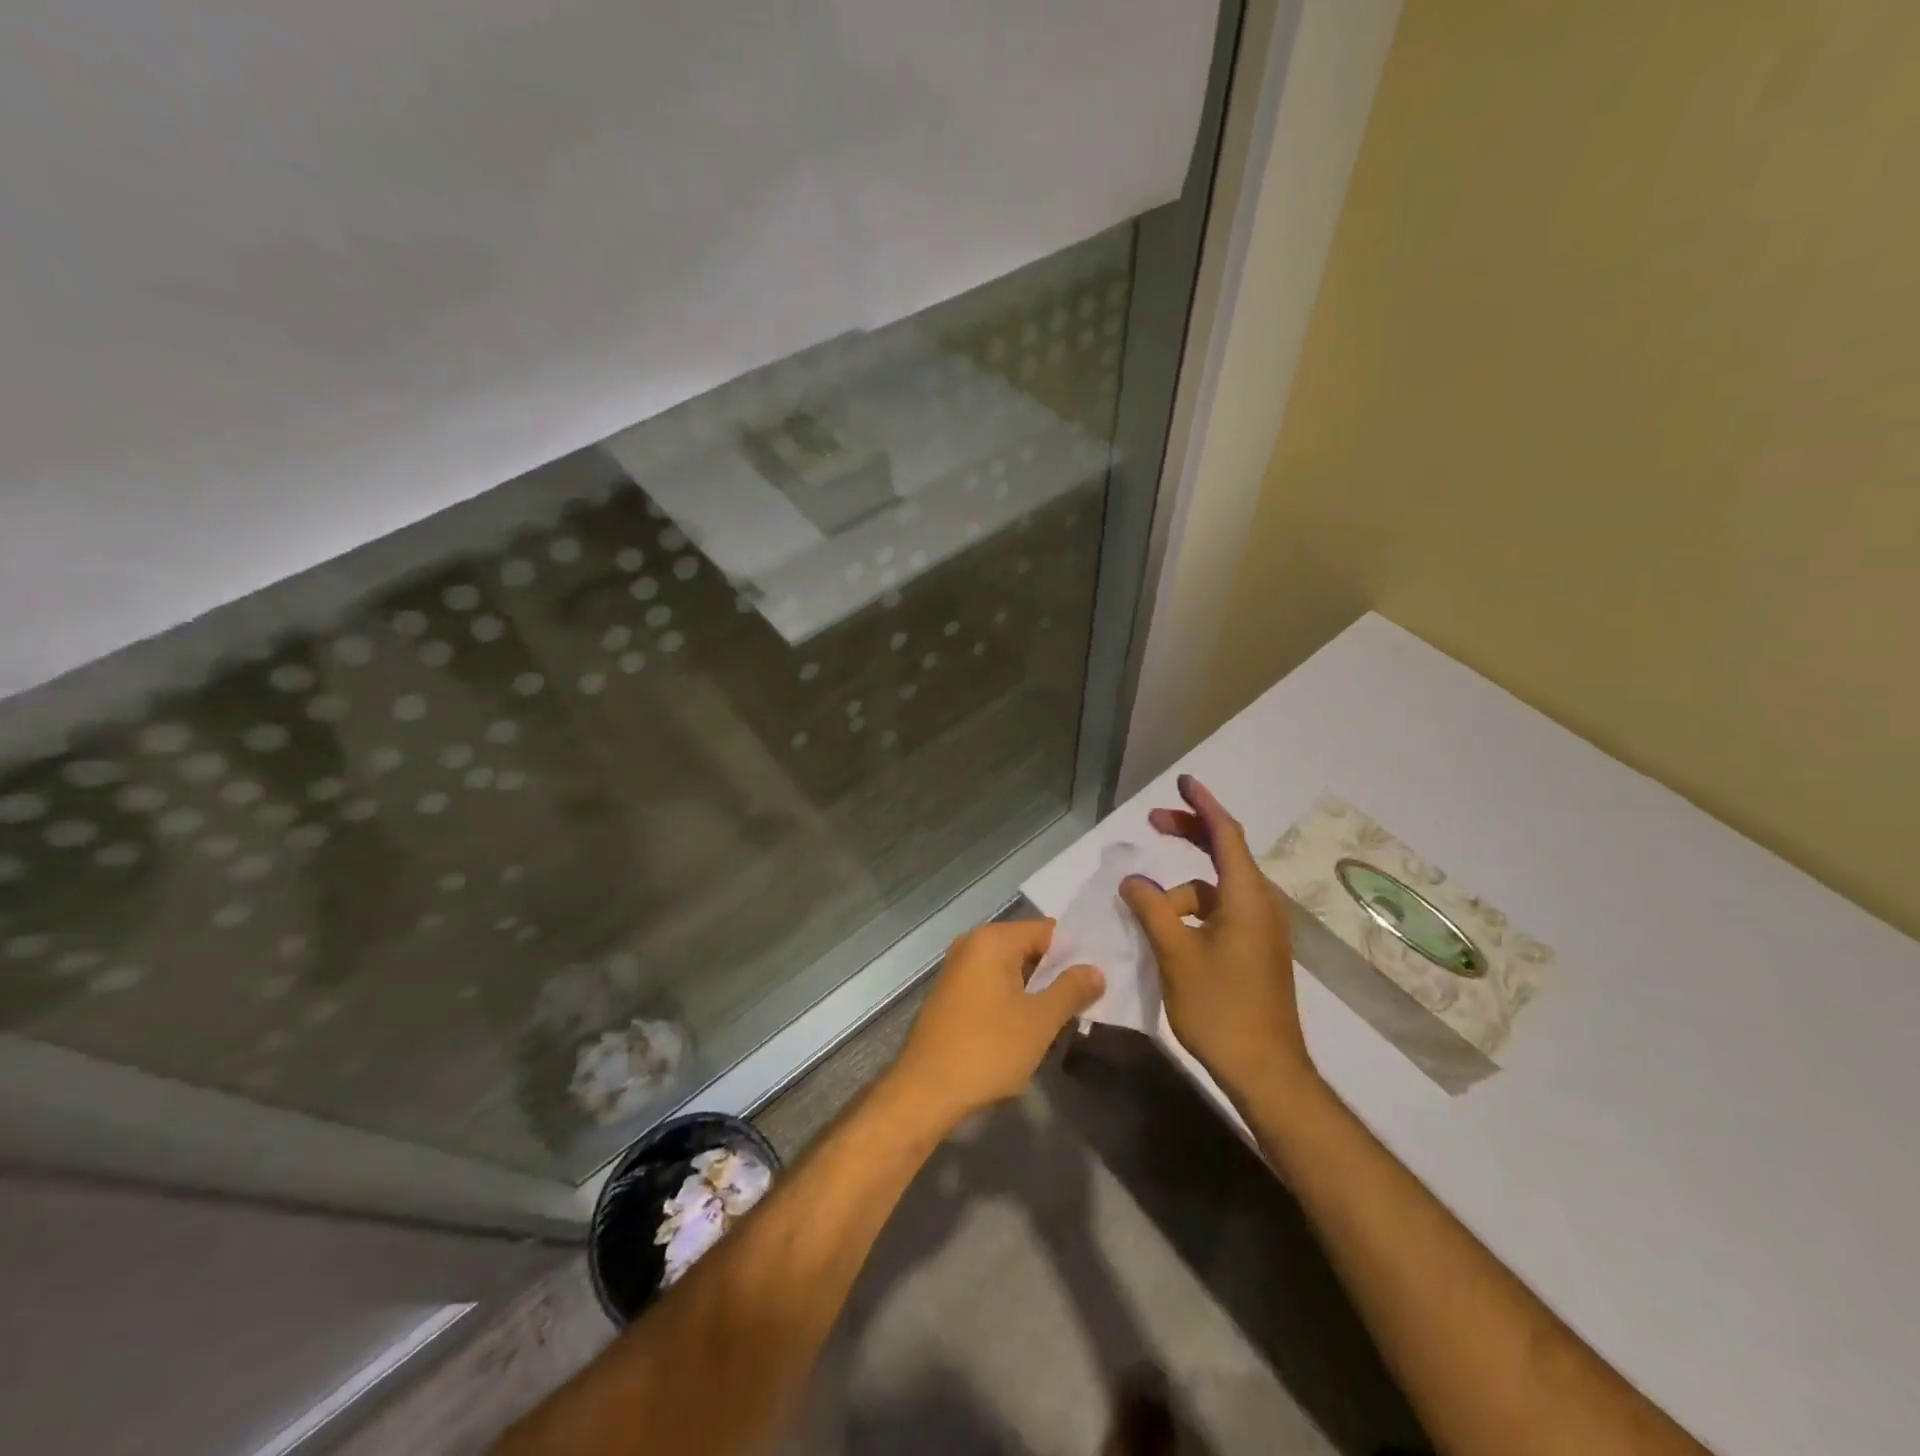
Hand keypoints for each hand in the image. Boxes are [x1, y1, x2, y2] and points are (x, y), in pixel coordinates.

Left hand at [887, 919, 1103, 1130]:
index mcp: (992, 940)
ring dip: (1038, 992)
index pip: (1047, 931)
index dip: (1076, 953)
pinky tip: (1032, 1029)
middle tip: (1091, 999)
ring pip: (1012, 972)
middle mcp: (972, 945)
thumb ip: (1071, 989)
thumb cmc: (987, 1049)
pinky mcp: (952, 998)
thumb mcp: (1040, 1020)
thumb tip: (1095, 970)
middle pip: (1029, 949)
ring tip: (1068, 1016)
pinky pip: (994, 988)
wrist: (926, 1091)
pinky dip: (1015, 1002)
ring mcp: (958, 971)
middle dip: (1058, 973)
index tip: (1101, 976)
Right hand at [1119, 775, 1316, 1102]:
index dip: (1202, 805)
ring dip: (1180, 891)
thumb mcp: (1176, 953)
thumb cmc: (1221, 1007)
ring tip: (1144, 911)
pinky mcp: (1255, 951)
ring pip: (1215, 891)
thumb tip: (1133, 880)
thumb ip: (1152, 910)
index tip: (1183, 782)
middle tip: (1154, 821)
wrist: (1266, 1071)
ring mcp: (1260, 930)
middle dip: (1189, 834)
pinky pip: (1219, 913)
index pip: (1225, 834)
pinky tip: (1166, 931)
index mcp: (1246, 897)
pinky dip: (1192, 911)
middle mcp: (1259, 905)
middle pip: (1224, 854)